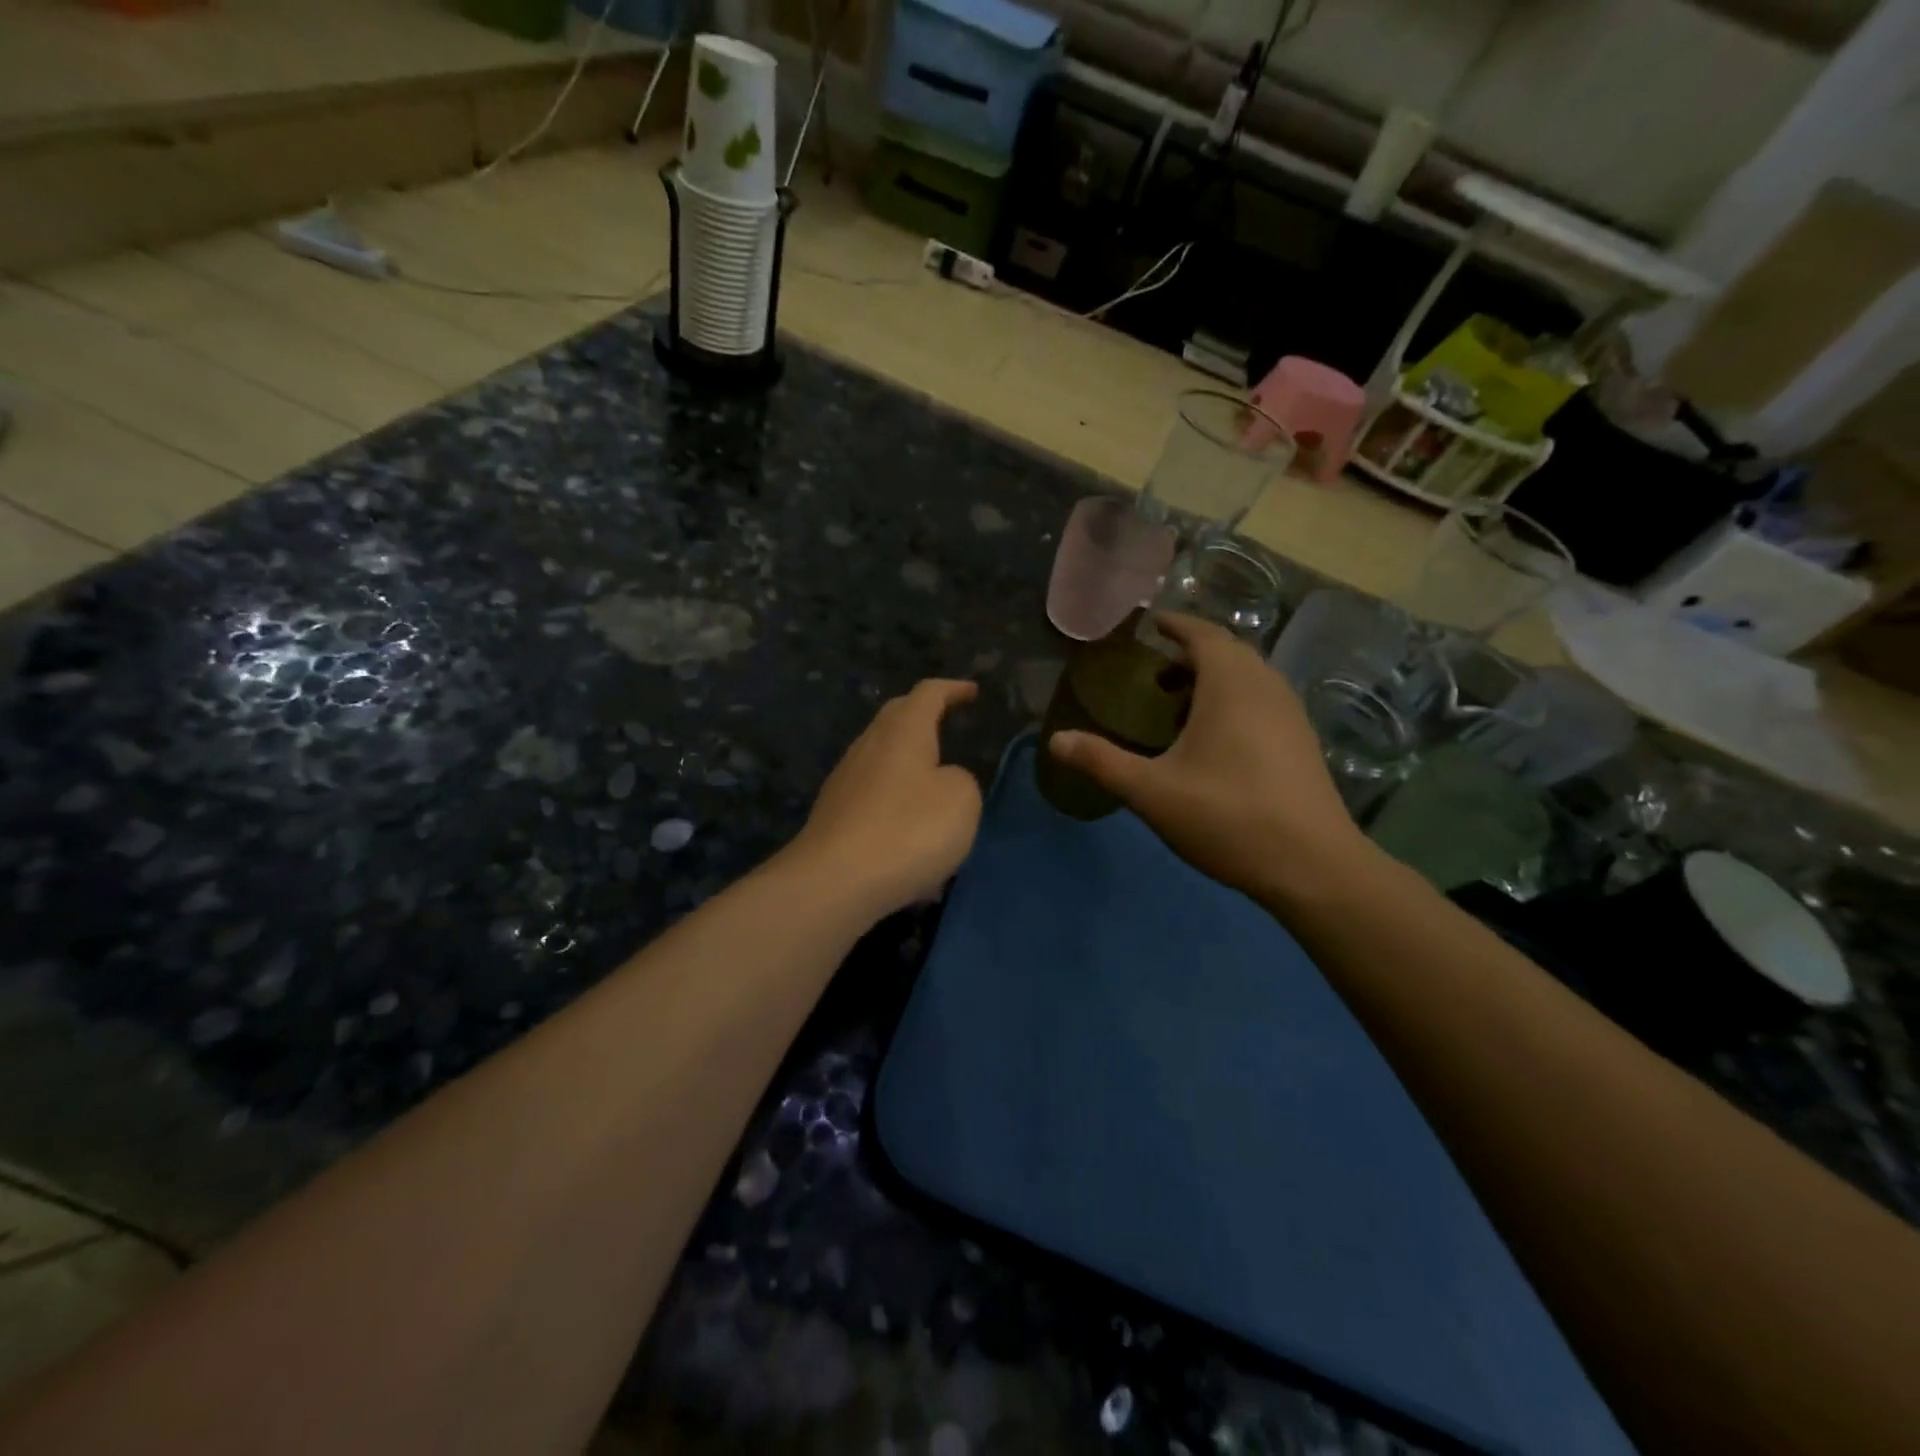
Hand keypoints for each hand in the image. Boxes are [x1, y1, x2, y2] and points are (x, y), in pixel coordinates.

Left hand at [790, 680, 982, 919]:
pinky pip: (874, 798)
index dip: (952, 689)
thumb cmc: (908, 831)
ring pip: (882, 759)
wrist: (834, 882)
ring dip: (909, 766)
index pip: (928, 694)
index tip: (972, 692)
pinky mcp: (835, 817)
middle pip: (896, 718)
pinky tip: (912, 842)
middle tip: (947, 721)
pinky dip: (896, 805)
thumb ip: (961, 779)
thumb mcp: (961, 800)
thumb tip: (942, 780)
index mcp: (903, 732)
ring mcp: (846, 782)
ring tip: (934, 787)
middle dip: (923, 716)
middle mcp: (869, 747)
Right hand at [1047, 614, 1374, 905]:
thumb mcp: (1152, 791)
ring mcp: (1290, 713)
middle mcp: (1266, 686)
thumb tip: (1055, 740)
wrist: (1313, 865)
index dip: (1174, 624)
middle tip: (1152, 672)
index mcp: (1231, 684)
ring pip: (1248, 677)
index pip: (1202, 634)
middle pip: (1227, 651)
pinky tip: (1214, 740)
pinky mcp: (1302, 741)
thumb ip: (1102, 761)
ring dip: (1213, 678)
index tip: (1148, 625)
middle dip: (1190, 653)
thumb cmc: (1227, 816)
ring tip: (1177, 705)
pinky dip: (1233, 700)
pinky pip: (1262, 700)